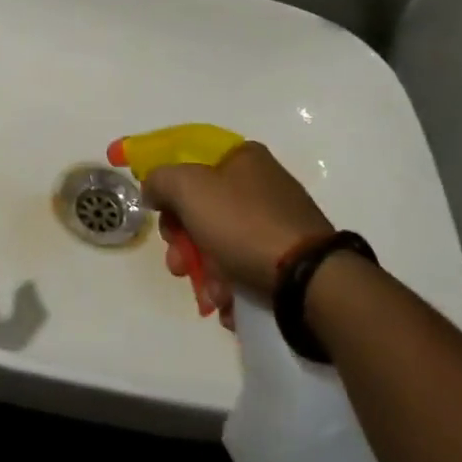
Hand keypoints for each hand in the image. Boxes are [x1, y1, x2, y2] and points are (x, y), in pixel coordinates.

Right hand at [143, 141, 333, 322]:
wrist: (309, 280)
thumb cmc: (244, 224)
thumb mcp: (189, 188)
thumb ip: (160, 180)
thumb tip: (153, 189)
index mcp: (243, 158)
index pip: (191, 162)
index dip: (169, 188)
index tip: (160, 215)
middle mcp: (261, 184)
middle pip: (202, 208)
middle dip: (183, 242)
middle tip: (178, 263)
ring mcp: (277, 221)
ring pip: (220, 243)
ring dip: (204, 271)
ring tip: (210, 295)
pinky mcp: (288, 257)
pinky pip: (244, 266)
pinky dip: (230, 286)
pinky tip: (228, 303)